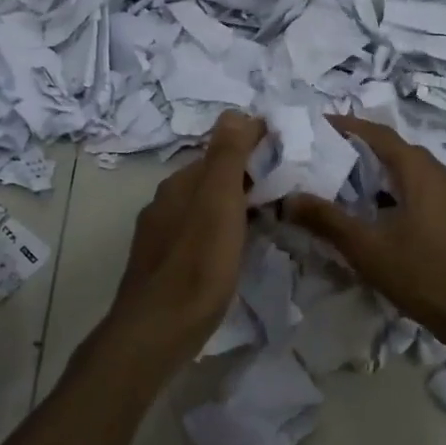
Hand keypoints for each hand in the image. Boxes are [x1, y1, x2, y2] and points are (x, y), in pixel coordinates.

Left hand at [105, 111, 265, 361]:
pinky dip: (222, 230)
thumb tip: (235, 112)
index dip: (253, 147)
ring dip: (235, 205)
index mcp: (179, 184)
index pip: (219, 150)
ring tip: (270, 217)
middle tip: (287, 187)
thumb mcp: (218, 204)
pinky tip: (236, 249)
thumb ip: (226, 157)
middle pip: (211, 179)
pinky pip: (199, 234)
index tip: (288, 154)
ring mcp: (161, 236)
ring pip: (204, 208)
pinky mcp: (163, 265)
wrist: (158, 332)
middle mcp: (165, 203)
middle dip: (245, 177)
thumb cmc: (197, 265)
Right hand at [285, 116, 445, 355]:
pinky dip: (396, 193)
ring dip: (380, 174)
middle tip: (326, 157)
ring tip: (346, 185)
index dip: (348, 126)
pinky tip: (380, 217)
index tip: (318, 126)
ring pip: (411, 174)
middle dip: (361, 149)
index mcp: (421, 172)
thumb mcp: (368, 249)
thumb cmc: (425, 276)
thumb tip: (288, 199)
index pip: (379, 134)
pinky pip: (423, 193)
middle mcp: (442, 176)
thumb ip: (326, 220)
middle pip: (397, 151)